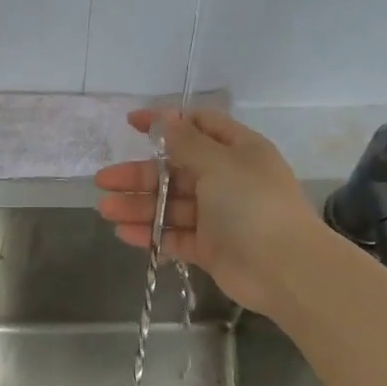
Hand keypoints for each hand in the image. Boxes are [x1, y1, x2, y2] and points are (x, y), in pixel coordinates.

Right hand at [95, 108, 323, 315]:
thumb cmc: (253, 205)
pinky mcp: (209, 248)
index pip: (198, 127)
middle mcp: (227, 180)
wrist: (283, 268)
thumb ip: (187, 143)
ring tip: (104, 209)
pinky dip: (151, 234)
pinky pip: (174, 236)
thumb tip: (165, 118)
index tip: (130, 124)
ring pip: (171, 206)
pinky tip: (123, 233)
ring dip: (139, 206)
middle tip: (103, 180)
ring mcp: (217, 216)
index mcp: (237, 151)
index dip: (164, 123)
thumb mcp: (219, 163)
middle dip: (140, 175)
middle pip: (176, 171)